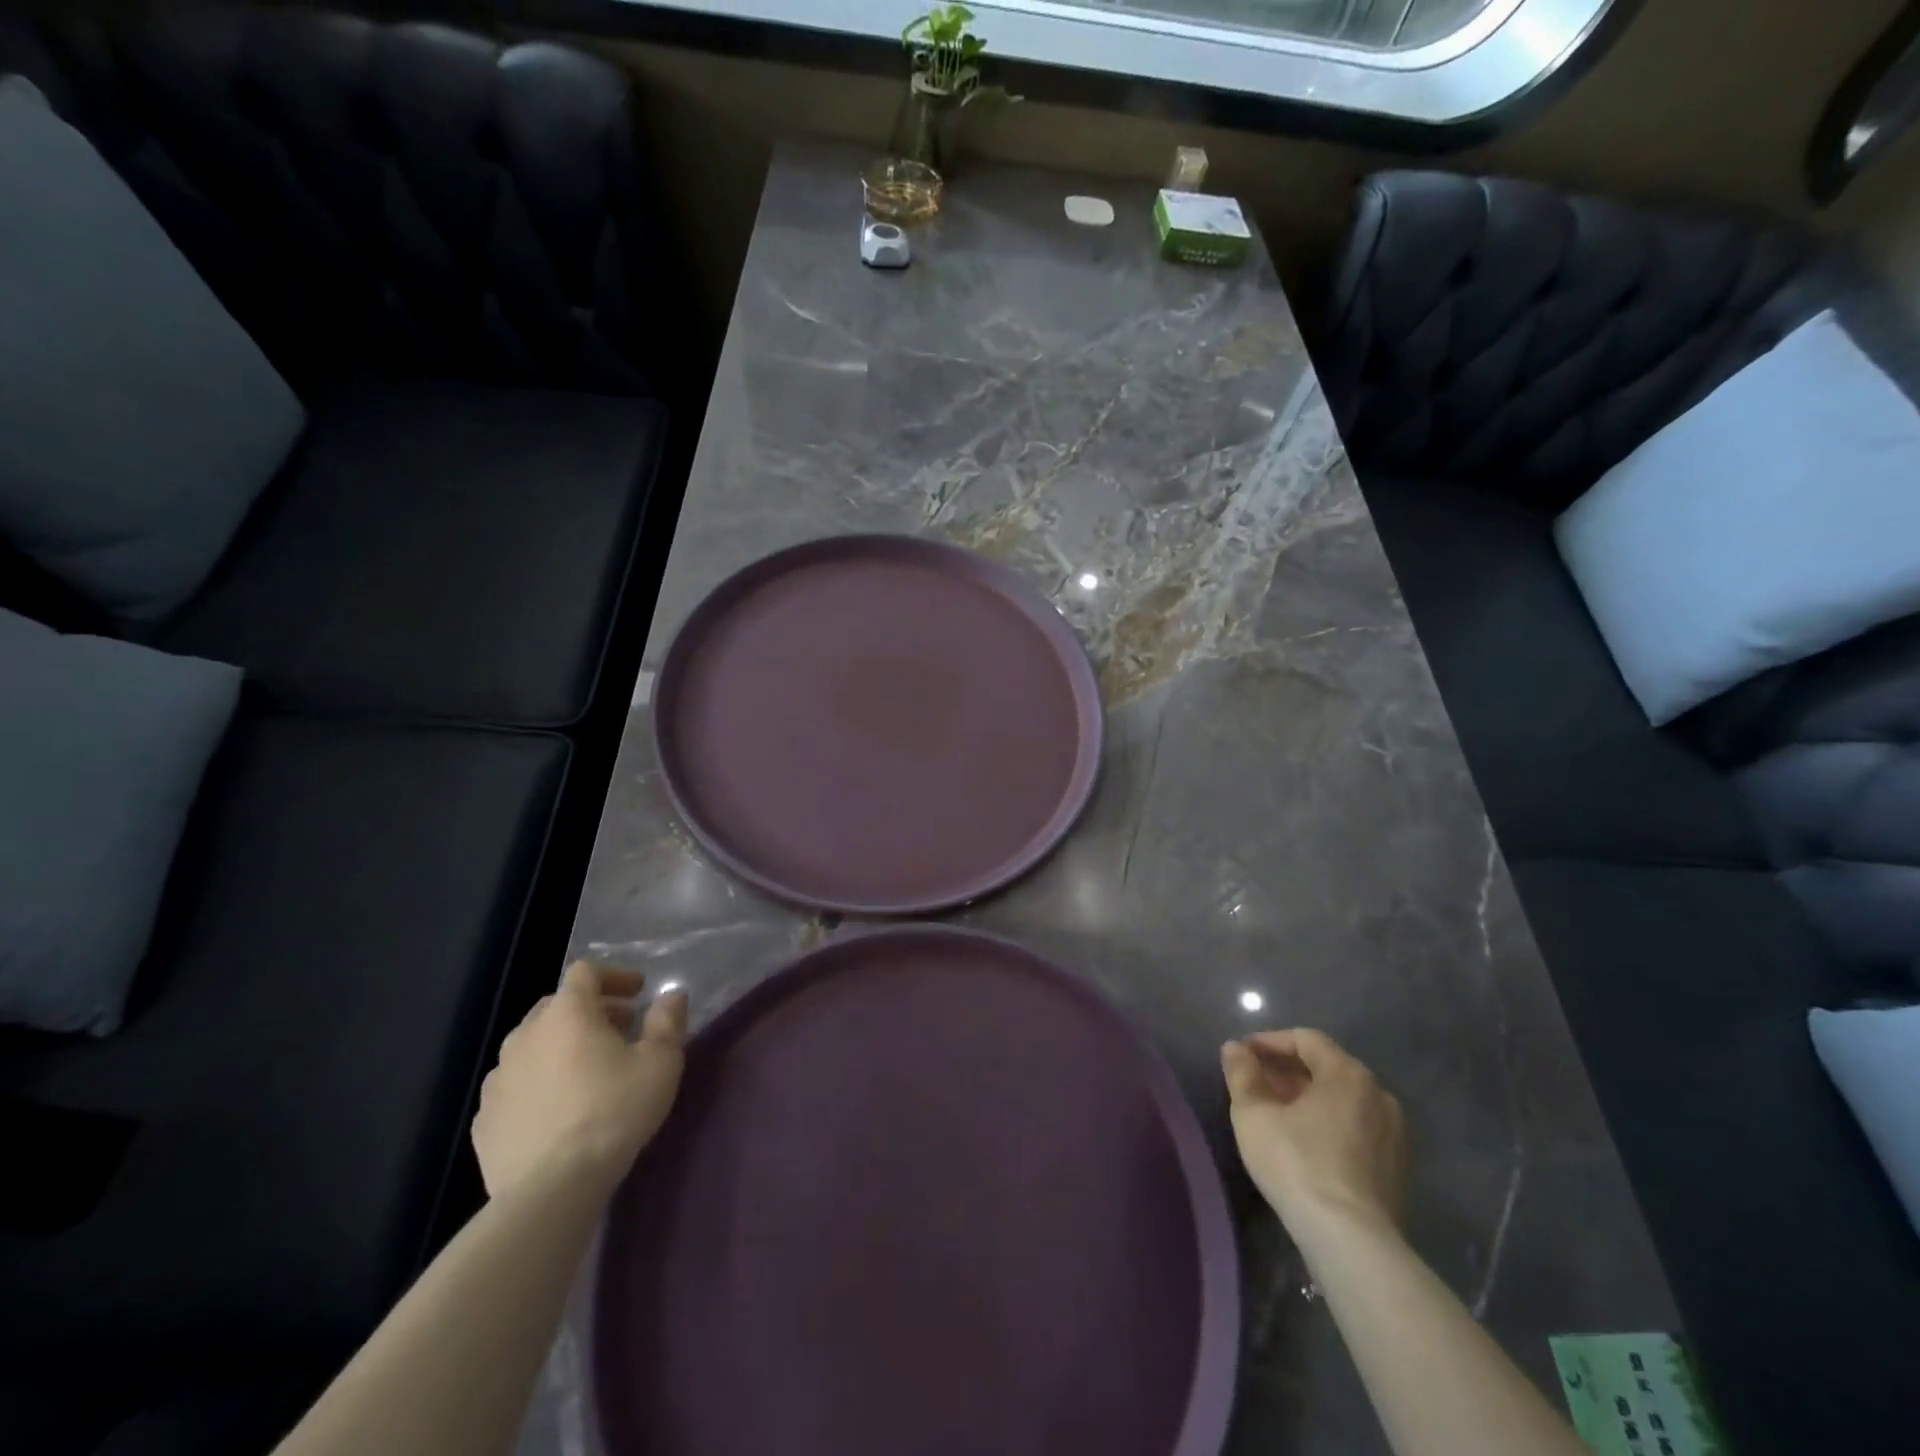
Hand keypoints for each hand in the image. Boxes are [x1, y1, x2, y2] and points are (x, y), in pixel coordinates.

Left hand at [472, 961, 687, 1199]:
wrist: (551, 1189)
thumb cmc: (614, 1111)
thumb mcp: (661, 1061)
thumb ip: (667, 1020)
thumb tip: (670, 995)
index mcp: (567, 1013)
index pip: (586, 972)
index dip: (614, 976)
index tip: (638, 992)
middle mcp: (525, 1036)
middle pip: (556, 1006)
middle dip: (590, 1011)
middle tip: (619, 1029)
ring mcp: (497, 1079)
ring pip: (531, 1046)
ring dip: (560, 1047)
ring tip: (587, 1071)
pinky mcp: (483, 1121)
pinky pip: (514, 1087)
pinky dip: (537, 1084)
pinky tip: (557, 1110)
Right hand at [1220, 1028, 1407, 1241]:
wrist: (1353, 1242)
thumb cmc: (1297, 1164)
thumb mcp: (1253, 1114)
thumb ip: (1242, 1073)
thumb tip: (1234, 1048)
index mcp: (1348, 1074)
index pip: (1306, 1039)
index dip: (1270, 1042)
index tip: (1243, 1054)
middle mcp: (1378, 1094)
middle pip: (1327, 1067)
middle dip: (1288, 1070)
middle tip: (1256, 1082)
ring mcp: (1394, 1133)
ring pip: (1343, 1099)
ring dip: (1308, 1097)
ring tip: (1277, 1113)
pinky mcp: (1398, 1167)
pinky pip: (1357, 1127)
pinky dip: (1329, 1122)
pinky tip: (1305, 1144)